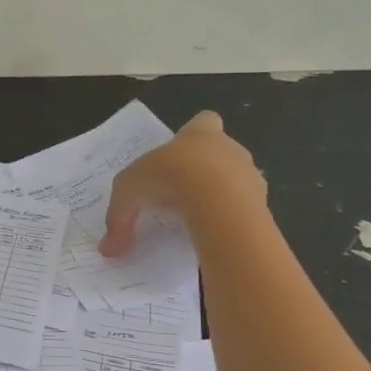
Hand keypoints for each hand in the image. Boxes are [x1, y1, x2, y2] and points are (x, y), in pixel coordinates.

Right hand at [100, 111, 265, 255]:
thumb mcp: (129, 192)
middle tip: (181, 194)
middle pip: (222, 153)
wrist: (215, 199)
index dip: (194, 135)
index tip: (180, 155)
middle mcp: (230, 148)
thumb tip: (108, 249)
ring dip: (222, 197)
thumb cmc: (168, 176)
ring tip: (198, 219)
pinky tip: (214, 236)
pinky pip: (245, 212)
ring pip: (237, 182)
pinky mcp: (262, 204)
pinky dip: (231, 222)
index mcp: (200, 134)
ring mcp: (250, 175)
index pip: (205, 122)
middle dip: (206, 171)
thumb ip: (119, 218)